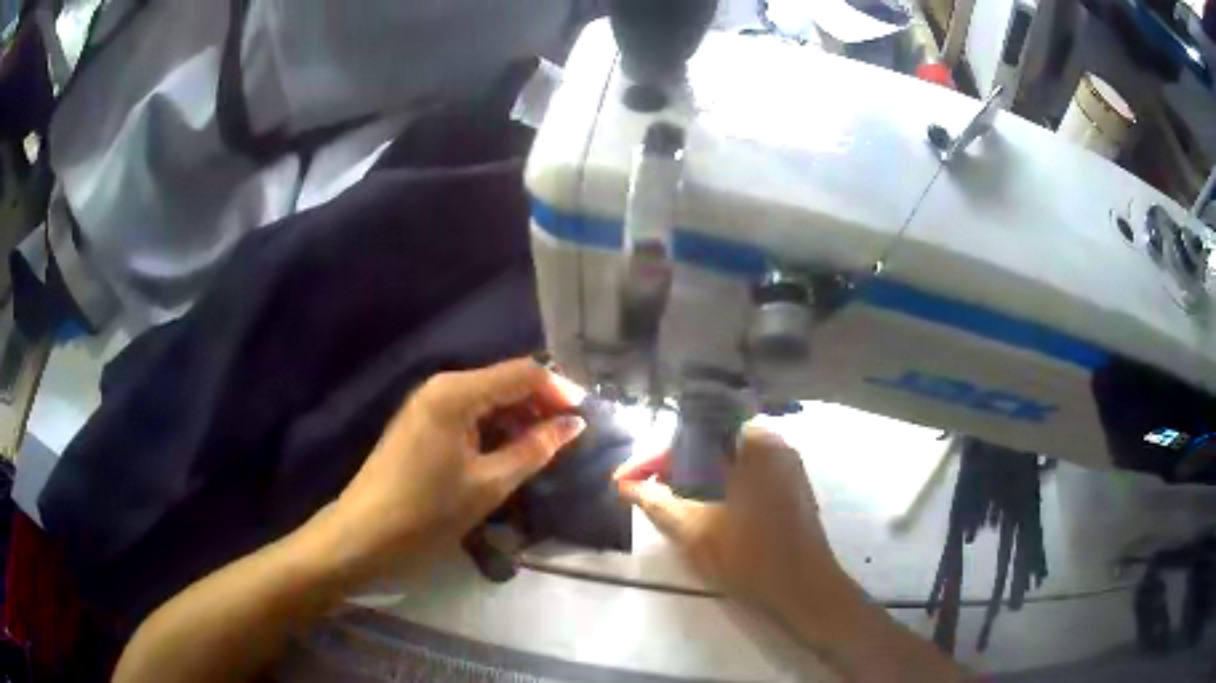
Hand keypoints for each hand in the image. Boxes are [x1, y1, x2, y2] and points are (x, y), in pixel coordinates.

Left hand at [316, 358, 586, 583]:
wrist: (364, 534)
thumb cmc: (427, 512)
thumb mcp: (489, 484)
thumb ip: (534, 449)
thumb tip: (572, 424)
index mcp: (457, 392)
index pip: (523, 372)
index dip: (559, 391)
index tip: (584, 420)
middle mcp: (442, 386)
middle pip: (504, 381)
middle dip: (539, 405)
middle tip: (568, 440)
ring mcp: (428, 403)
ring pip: (487, 399)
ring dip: (518, 419)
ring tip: (544, 450)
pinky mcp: (421, 423)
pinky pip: (468, 414)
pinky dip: (494, 429)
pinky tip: (509, 453)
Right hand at [615, 426, 855, 630]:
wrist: (804, 589)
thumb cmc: (751, 557)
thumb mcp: (694, 531)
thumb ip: (656, 503)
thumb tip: (626, 486)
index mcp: (755, 443)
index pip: (691, 435)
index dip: (652, 459)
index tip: (624, 481)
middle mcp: (773, 443)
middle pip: (708, 444)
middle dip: (671, 467)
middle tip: (642, 491)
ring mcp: (786, 465)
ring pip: (725, 461)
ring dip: (693, 477)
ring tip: (664, 500)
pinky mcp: (789, 486)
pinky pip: (743, 473)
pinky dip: (717, 485)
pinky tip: (698, 508)